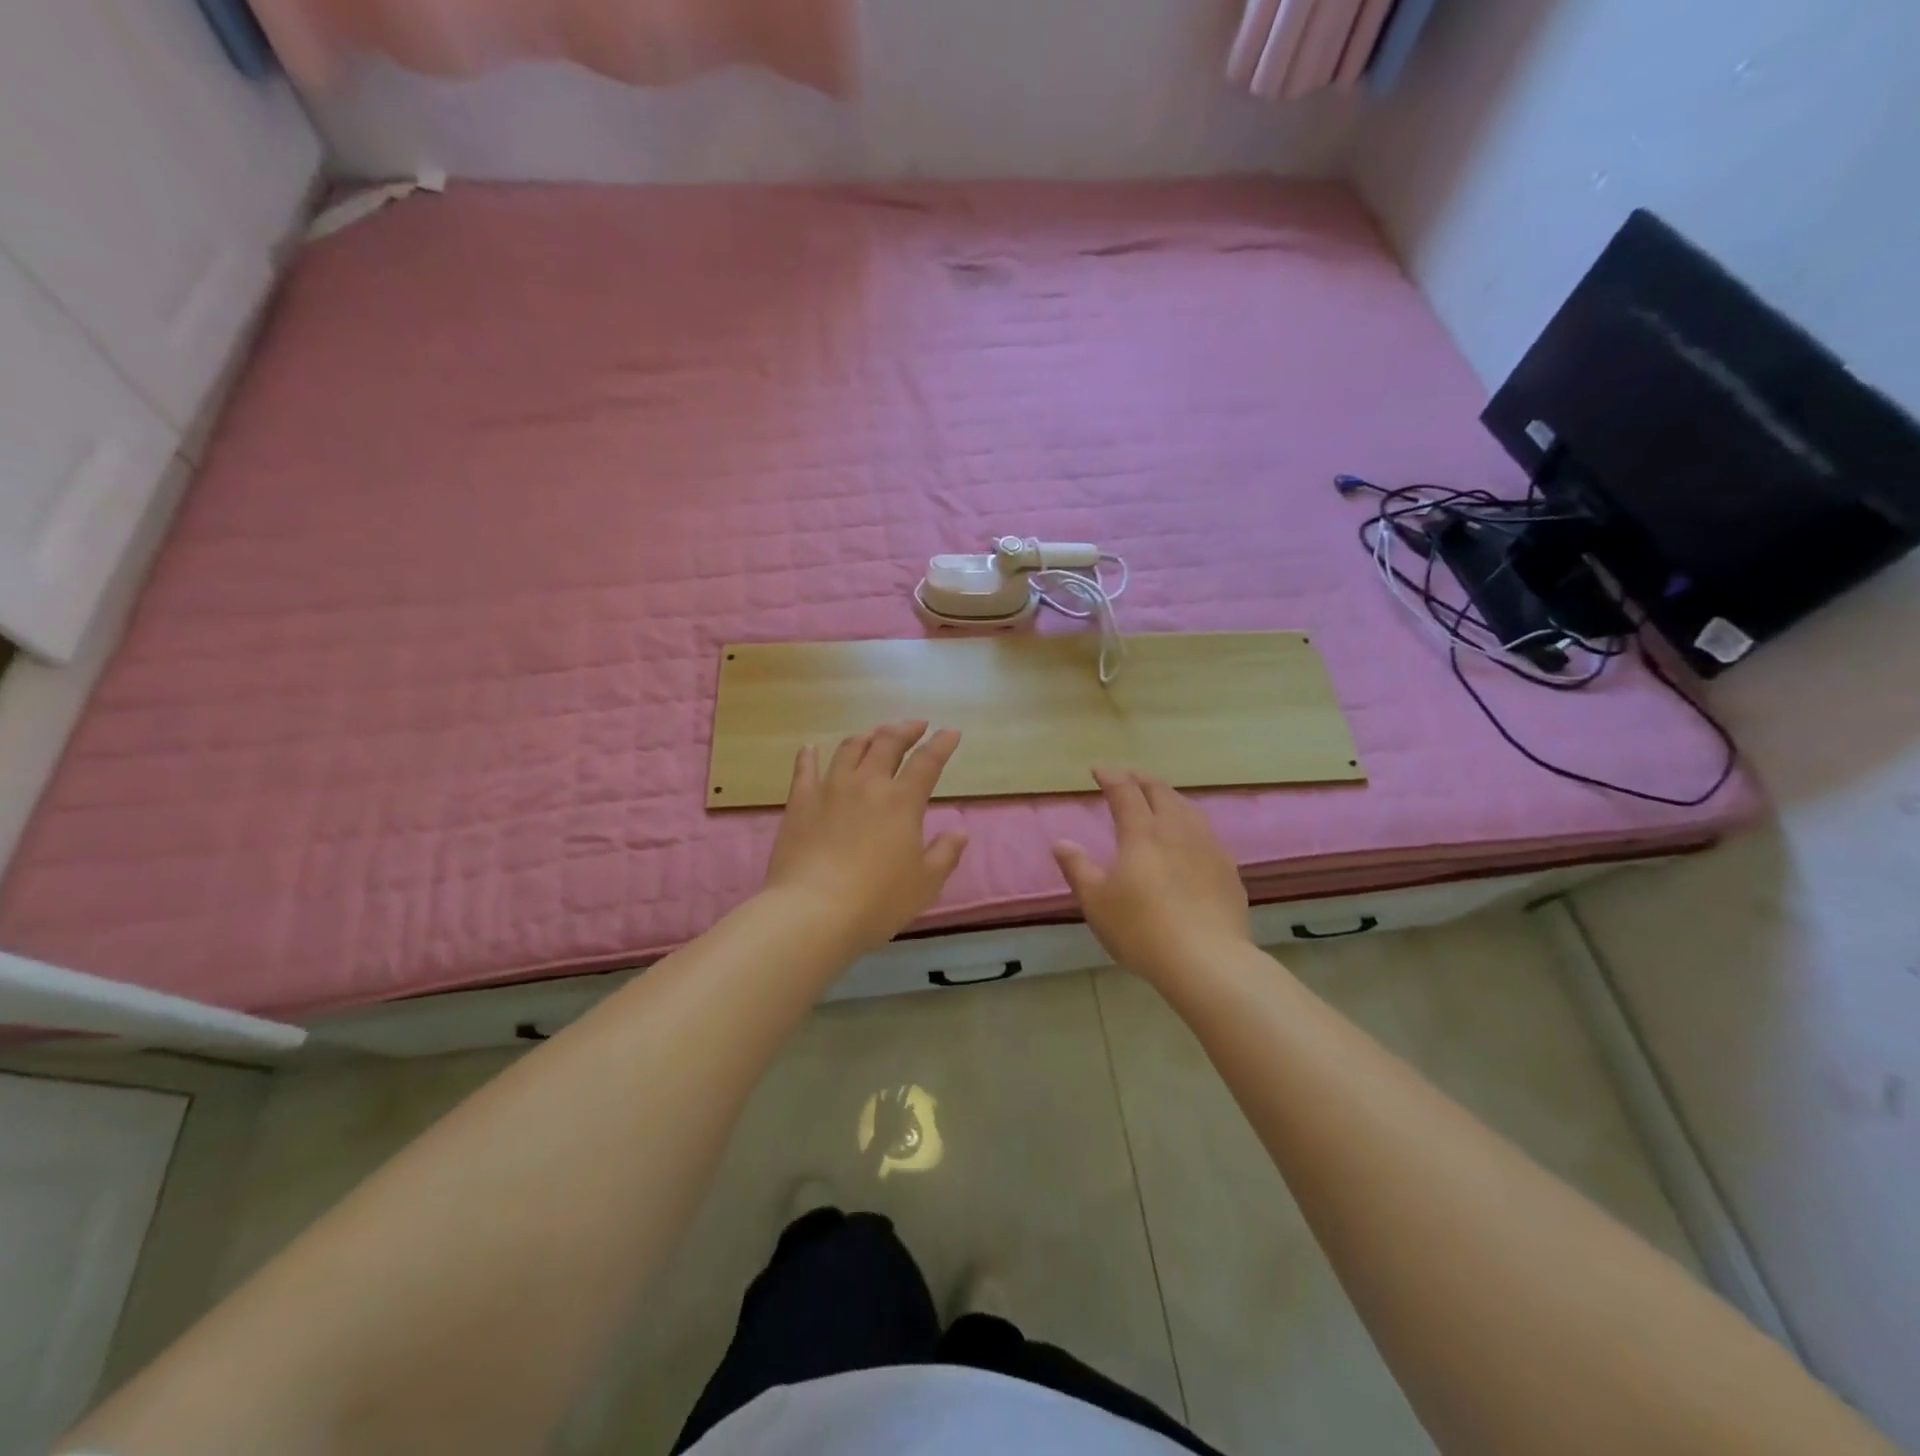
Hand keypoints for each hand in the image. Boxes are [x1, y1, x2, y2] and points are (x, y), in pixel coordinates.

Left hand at [763, 720, 968, 955]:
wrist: (812, 912)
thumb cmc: (877, 902)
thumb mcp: (924, 884)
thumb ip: (945, 854)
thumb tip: (959, 831)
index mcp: (902, 802)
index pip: (927, 762)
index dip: (942, 744)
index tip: (951, 732)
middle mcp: (867, 785)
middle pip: (887, 743)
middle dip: (905, 729)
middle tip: (915, 725)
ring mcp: (829, 790)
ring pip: (849, 749)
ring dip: (866, 736)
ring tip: (875, 735)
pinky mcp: (800, 803)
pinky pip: (804, 769)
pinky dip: (809, 755)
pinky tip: (810, 748)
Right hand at [1053, 769, 1250, 984]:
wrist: (1207, 960)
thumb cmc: (1141, 929)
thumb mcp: (1096, 902)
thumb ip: (1078, 868)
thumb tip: (1061, 843)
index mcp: (1141, 832)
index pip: (1125, 792)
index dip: (1111, 777)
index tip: (1098, 770)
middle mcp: (1176, 830)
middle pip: (1160, 792)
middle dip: (1141, 779)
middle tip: (1129, 777)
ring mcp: (1207, 847)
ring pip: (1188, 808)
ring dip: (1169, 797)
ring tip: (1160, 799)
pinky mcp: (1227, 869)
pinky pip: (1206, 832)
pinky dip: (1190, 823)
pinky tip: (1191, 838)